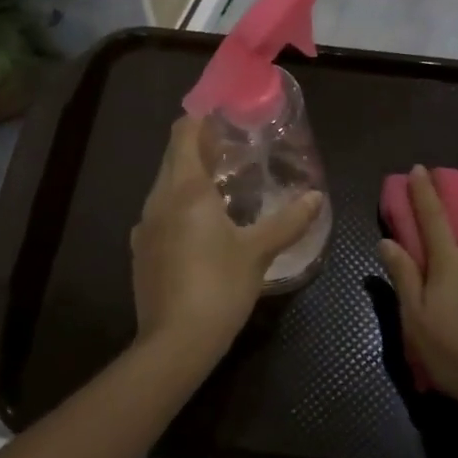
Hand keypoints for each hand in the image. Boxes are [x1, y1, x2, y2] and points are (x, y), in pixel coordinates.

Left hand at [130, 116, 322, 376]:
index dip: (201, 118)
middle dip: (199, 146)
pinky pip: (160, 213)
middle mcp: (158, 199)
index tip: (224, 114)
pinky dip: (179, 205)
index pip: (184, 133)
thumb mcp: (258, 252)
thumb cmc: (219, 286)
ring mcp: (144, 226)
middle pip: (173, 156)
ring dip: (189, 177)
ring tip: (223, 185)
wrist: (174, 342)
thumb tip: (316, 197)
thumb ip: (288, 221)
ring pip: (165, 186)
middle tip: (233, 149)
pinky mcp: (141, 251)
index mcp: (185, 189)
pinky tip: (201, 225)